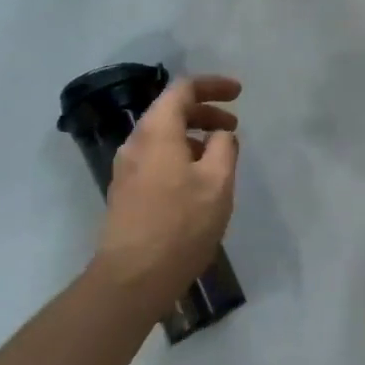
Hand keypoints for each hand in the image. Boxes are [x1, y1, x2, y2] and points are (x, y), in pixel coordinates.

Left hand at [92, 75, 240, 318]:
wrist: (131, 279)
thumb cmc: (180, 226)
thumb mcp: (217, 183)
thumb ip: (224, 148)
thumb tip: (220, 135)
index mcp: (157, 130)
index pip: (183, 88)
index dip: (213, 85)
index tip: (238, 93)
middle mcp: (136, 141)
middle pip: (171, 110)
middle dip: (205, 112)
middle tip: (233, 126)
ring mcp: (127, 168)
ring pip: (163, 135)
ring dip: (193, 136)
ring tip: (220, 155)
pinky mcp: (125, 191)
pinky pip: (156, 157)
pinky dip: (180, 154)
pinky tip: (197, 180)